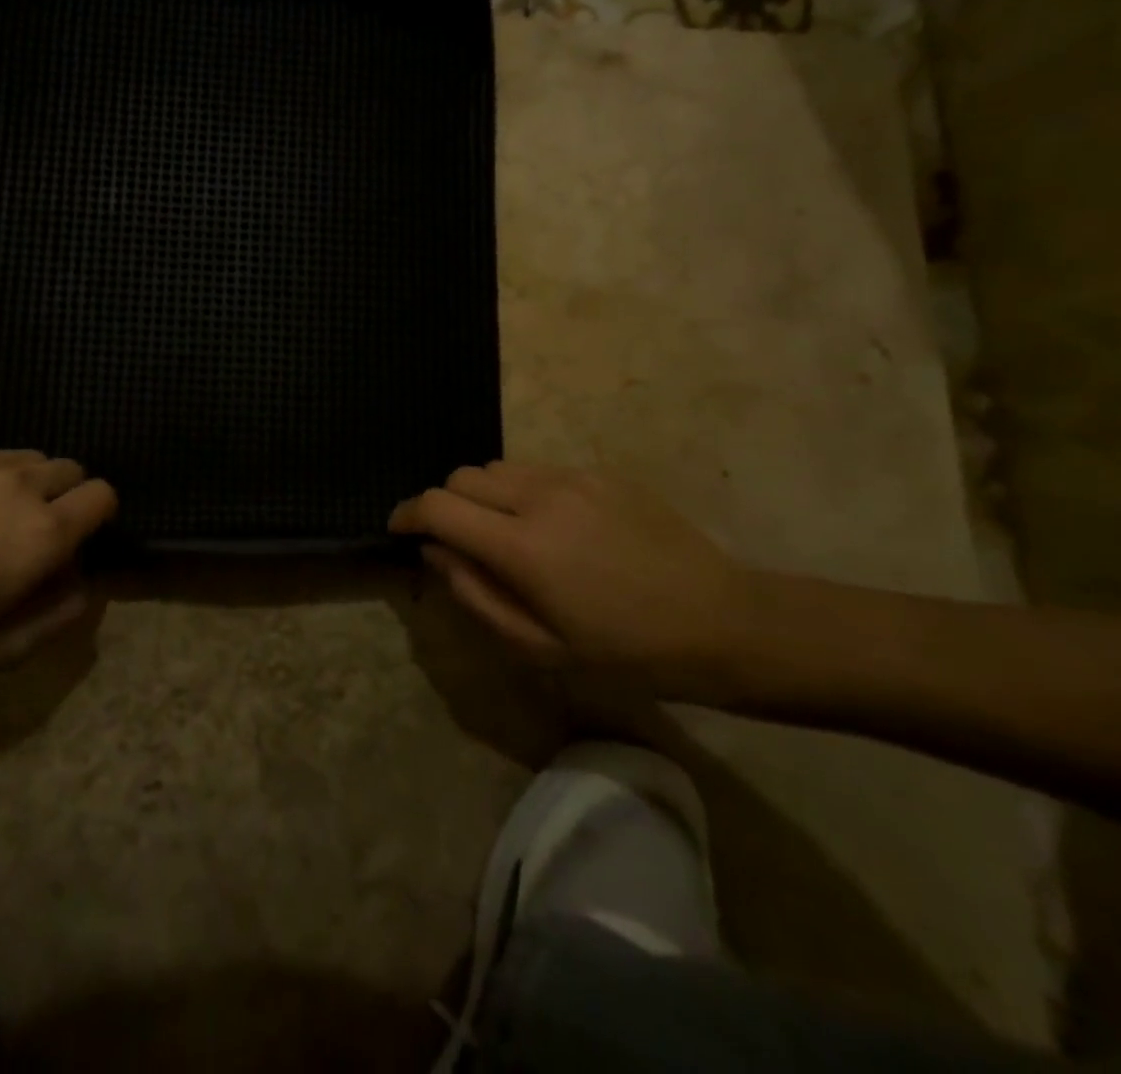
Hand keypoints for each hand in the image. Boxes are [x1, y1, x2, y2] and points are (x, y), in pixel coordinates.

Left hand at [0, 451, 117, 692]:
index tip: (77, 543)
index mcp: (42, 533)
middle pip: (70, 469)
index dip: (99, 517)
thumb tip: (86, 585)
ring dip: (29, 484)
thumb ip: (58, 616)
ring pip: (28, 458)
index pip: (102, 495)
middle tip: (35, 535)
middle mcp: (18, 487)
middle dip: (67, 497)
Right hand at [388, 462, 754, 696]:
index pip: (438, 506)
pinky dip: (522, 491)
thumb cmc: (626, 651)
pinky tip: (553, 527)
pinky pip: (538, 470)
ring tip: (507, 533)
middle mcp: (540, 497)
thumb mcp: (540, 647)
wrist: (722, 621)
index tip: (398, 529)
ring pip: (498, 468)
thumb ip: (475, 595)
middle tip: (461, 542)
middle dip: (446, 504)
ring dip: (484, 495)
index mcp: (522, 546)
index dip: (407, 514)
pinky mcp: (600, 473)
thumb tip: (435, 552)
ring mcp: (573, 478)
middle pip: (462, 477)